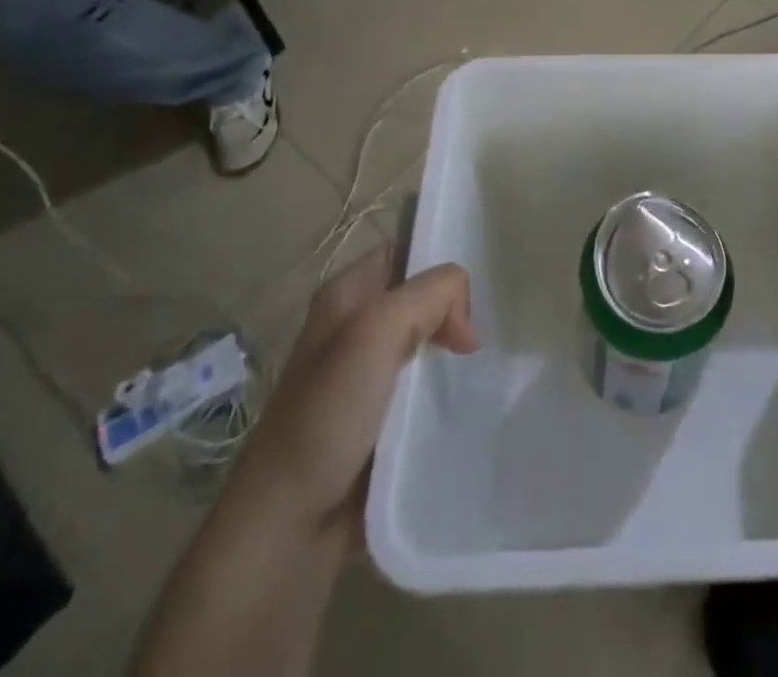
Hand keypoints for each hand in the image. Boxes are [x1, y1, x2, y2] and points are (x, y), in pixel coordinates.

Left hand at [232, 247, 477, 552]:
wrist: (288, 529)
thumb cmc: (325, 417)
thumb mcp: (376, 332)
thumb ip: (430, 295)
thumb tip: (465, 314)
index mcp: (346, 295)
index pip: (405, 249)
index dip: (440, 258)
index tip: (477, 286)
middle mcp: (356, 327)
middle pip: (422, 297)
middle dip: (456, 308)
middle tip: (487, 332)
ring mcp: (369, 376)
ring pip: (428, 342)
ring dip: (456, 351)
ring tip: (490, 363)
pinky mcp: (383, 420)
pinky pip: (427, 387)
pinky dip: (449, 388)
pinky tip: (473, 396)